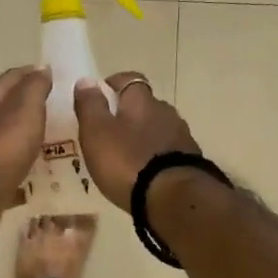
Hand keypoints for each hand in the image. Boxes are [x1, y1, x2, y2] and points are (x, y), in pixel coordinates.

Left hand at [0, 66, 51, 210]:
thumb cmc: (3, 144)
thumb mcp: (26, 110)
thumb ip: (35, 88)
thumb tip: (42, 67)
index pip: (14, 75)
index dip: (34, 73)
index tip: (54, 76)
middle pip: (6, 103)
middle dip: (28, 103)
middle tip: (53, 108)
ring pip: (3, 129)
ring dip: (21, 130)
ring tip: (45, 136)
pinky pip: (2, 156)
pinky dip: (16, 155)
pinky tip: (30, 163)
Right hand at [73, 72, 201, 210]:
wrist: (173, 197)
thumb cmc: (127, 160)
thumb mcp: (96, 132)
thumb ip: (90, 105)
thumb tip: (86, 80)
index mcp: (141, 101)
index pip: (130, 79)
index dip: (115, 84)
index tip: (101, 94)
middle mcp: (165, 112)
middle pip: (146, 105)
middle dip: (129, 113)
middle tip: (110, 131)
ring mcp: (181, 137)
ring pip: (158, 128)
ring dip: (144, 136)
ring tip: (126, 155)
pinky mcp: (190, 161)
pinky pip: (168, 151)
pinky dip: (156, 156)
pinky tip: (146, 172)